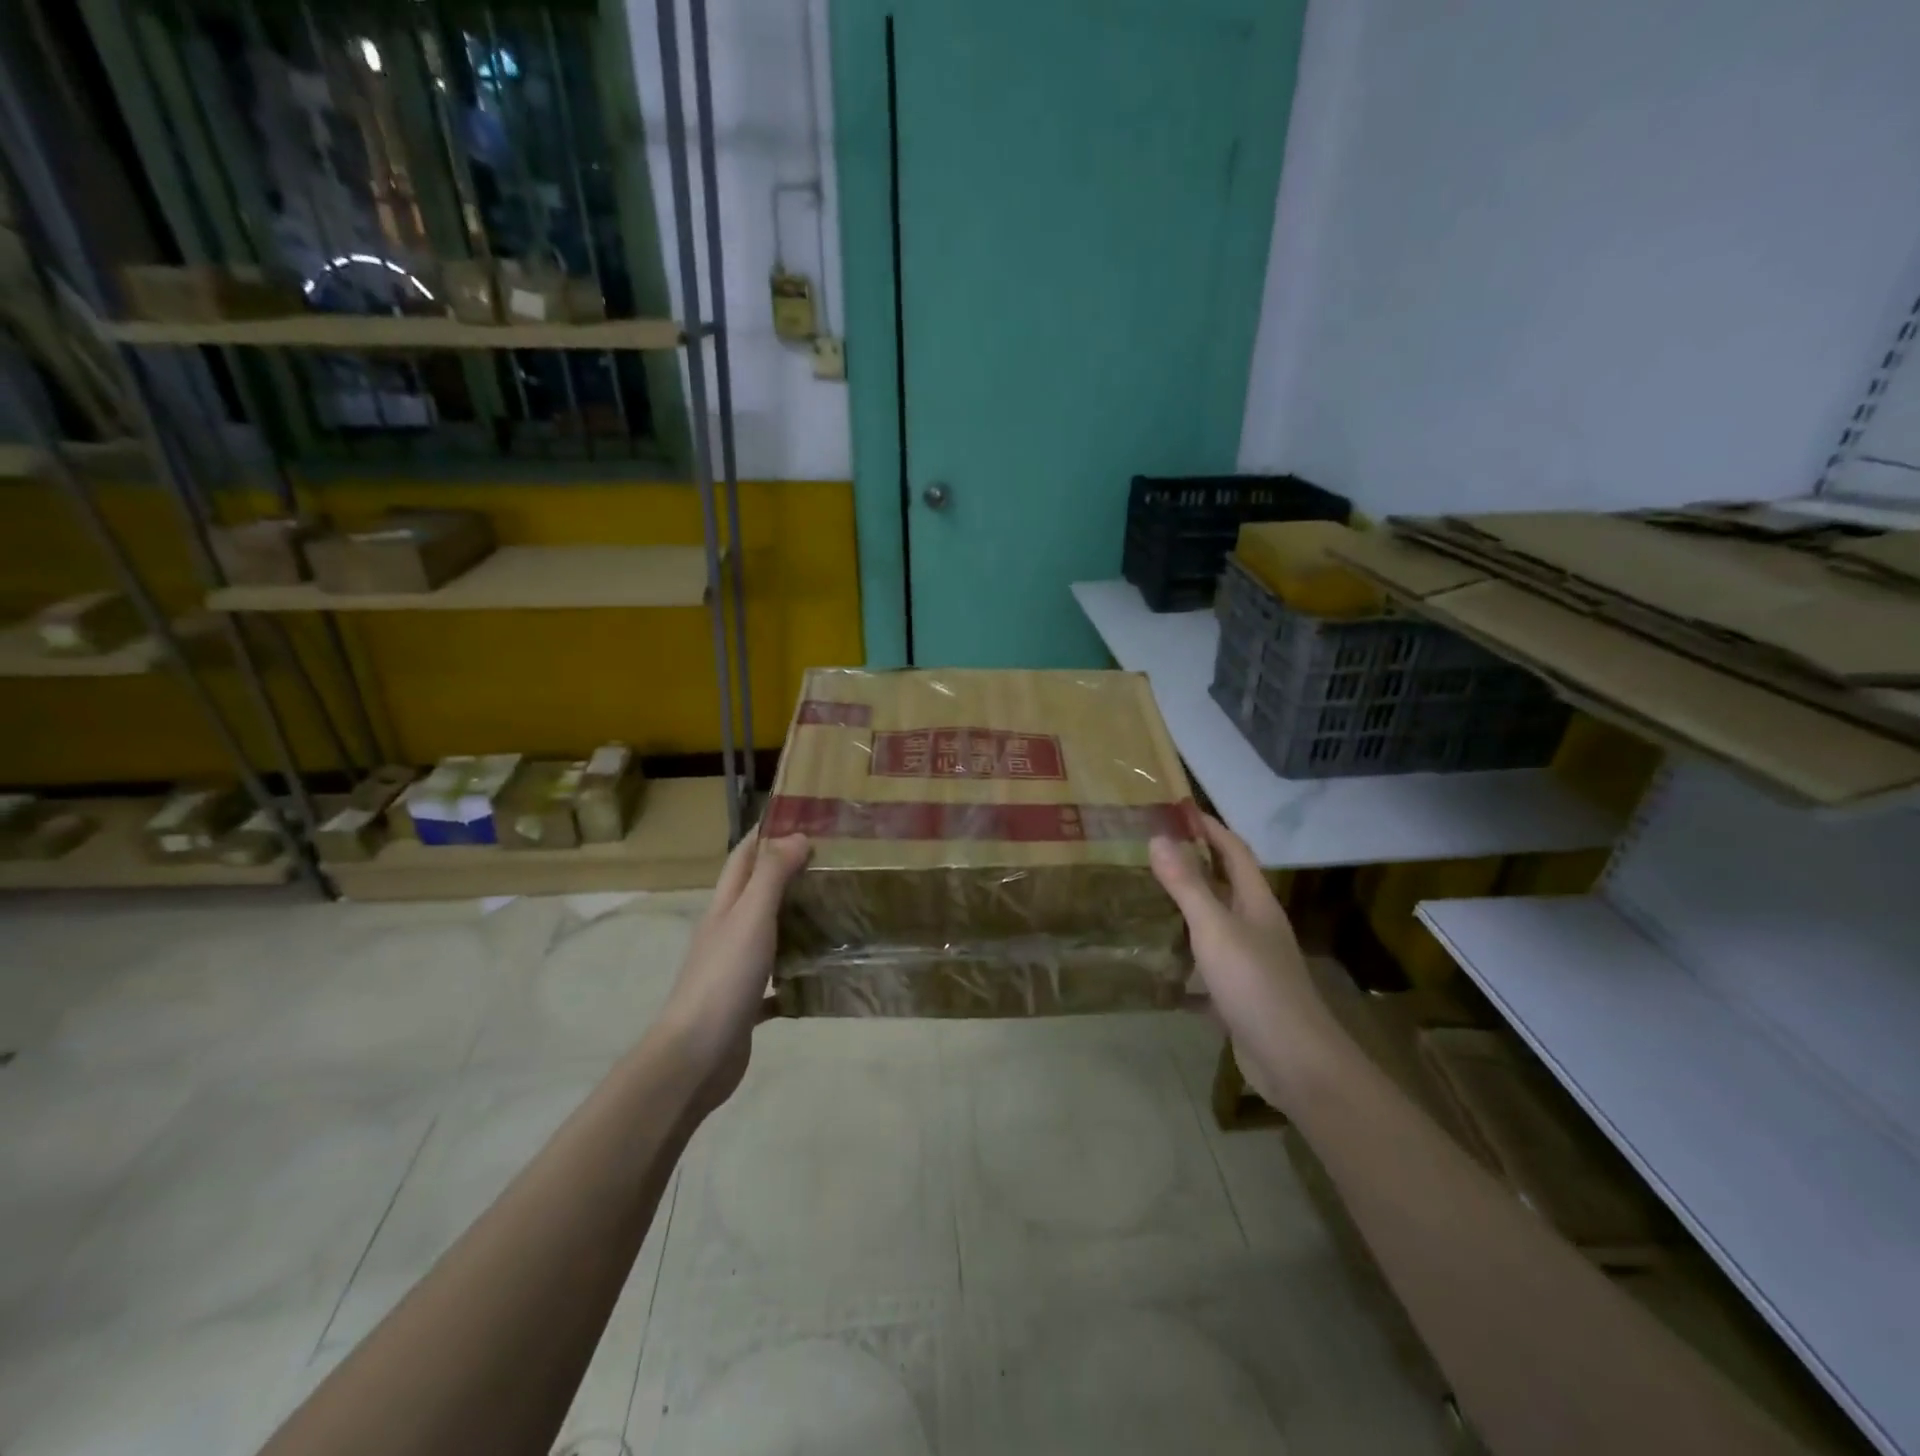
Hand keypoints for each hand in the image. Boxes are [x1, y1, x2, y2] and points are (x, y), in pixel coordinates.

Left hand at [651, 828, 810, 1118]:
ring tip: (833, 909)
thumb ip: (772, 876)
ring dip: (792, 920)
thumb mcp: (751, 917)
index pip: (743, 857)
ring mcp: (733, 969)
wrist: (695, 1057)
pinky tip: (818, 976)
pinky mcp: (744, 1004)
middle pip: (755, 892)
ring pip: (766, 933)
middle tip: (831, 862)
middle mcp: (726, 932)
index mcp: (725, 907)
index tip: (801, 816)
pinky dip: (793, 974)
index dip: (765, 833)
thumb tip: (796, 836)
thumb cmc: (724, 978)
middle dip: (786, 872)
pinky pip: (773, 982)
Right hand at [1149, 814, 1340, 1113]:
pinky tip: (1156, 967)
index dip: (1209, 828)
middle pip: (1225, 885)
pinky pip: (1206, 967)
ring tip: (1145, 901)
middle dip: (1193, 865)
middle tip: (1149, 853)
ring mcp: (1250, 962)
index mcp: (1256, 903)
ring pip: (1214, 926)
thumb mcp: (1215, 929)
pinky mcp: (1239, 995)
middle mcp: (1256, 927)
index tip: (1178, 810)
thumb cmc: (1255, 984)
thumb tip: (1159, 837)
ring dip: (1185, 911)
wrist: (1294, 1061)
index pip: (1235, 851)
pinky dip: (1183, 962)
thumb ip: (1187, 885)